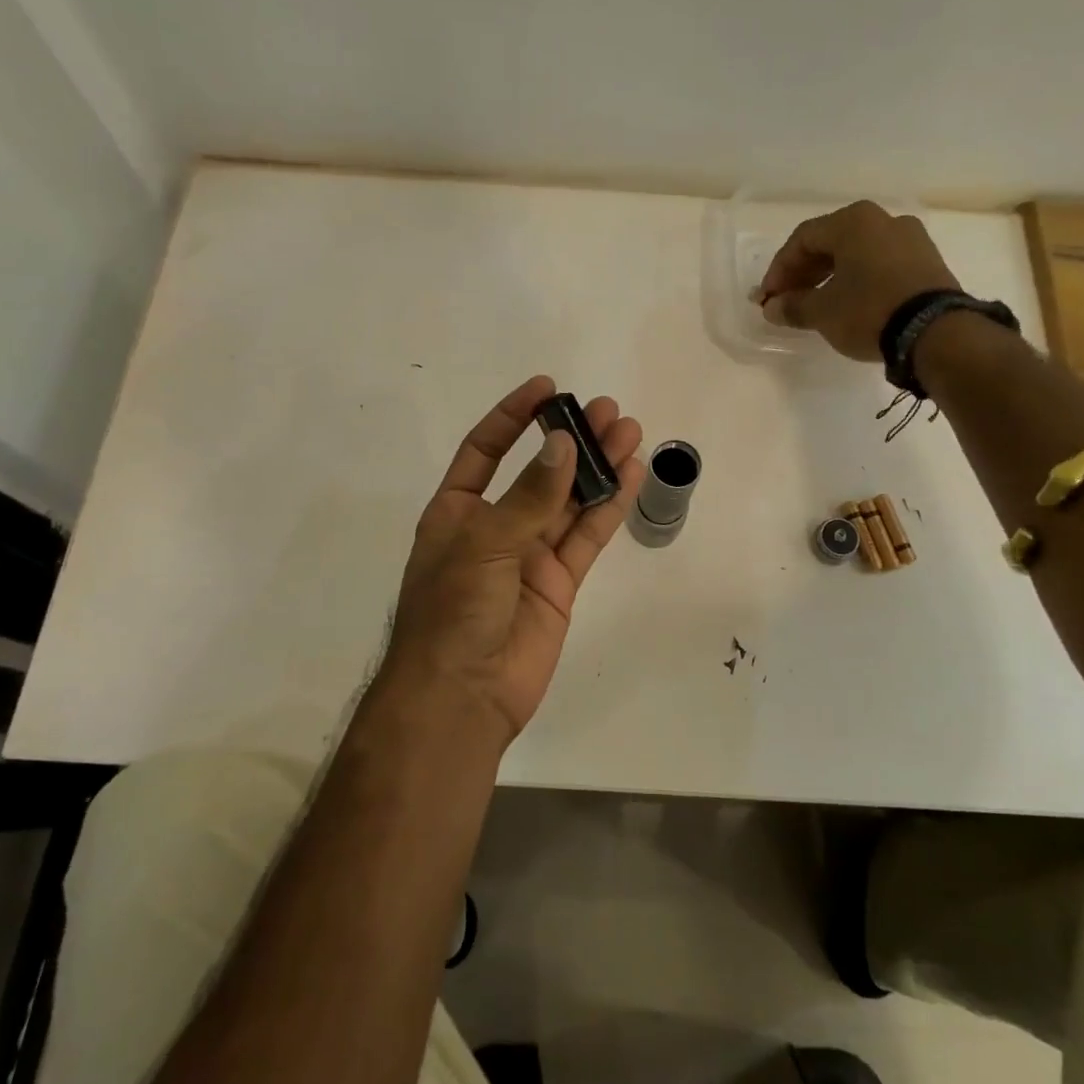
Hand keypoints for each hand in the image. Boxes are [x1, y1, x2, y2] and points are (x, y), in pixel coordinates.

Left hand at [381, 376, 644, 743]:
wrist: (463, 695)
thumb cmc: (453, 611)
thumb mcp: (483, 543)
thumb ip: (529, 496)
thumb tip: (564, 445)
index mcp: (457, 512)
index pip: (485, 450)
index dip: (513, 417)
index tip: (548, 389)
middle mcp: (494, 527)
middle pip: (538, 471)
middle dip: (570, 440)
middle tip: (608, 410)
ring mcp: (529, 556)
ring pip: (570, 501)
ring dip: (598, 467)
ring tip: (628, 430)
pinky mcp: (559, 583)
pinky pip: (587, 537)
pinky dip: (609, 507)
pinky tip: (630, 475)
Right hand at [756, 201, 959, 360]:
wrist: (936, 332)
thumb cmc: (869, 311)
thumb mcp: (822, 312)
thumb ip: (792, 306)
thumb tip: (772, 307)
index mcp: (853, 221)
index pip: (802, 239)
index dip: (778, 270)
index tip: (767, 298)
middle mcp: (883, 220)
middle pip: (829, 243)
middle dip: (802, 273)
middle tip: (786, 301)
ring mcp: (910, 239)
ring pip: (855, 253)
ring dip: (829, 277)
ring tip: (814, 305)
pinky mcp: (927, 261)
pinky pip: (879, 263)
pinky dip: (856, 279)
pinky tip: (847, 303)